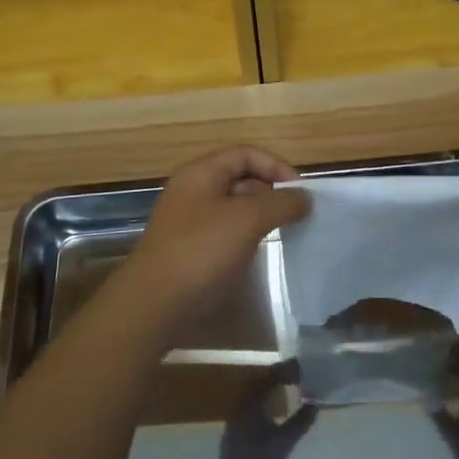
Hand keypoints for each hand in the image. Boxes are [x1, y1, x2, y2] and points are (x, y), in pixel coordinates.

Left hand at [122, 147, 309, 327]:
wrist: (153, 304)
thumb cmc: (202, 251)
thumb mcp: (248, 219)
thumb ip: (281, 203)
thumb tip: (304, 197)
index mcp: (201, 173)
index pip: (245, 154)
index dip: (276, 166)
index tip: (301, 193)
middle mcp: (191, 191)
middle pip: (238, 179)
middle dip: (270, 192)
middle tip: (296, 215)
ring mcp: (186, 222)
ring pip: (231, 208)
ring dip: (259, 217)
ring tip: (283, 234)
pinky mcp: (187, 251)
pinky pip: (222, 233)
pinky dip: (244, 238)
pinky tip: (257, 255)